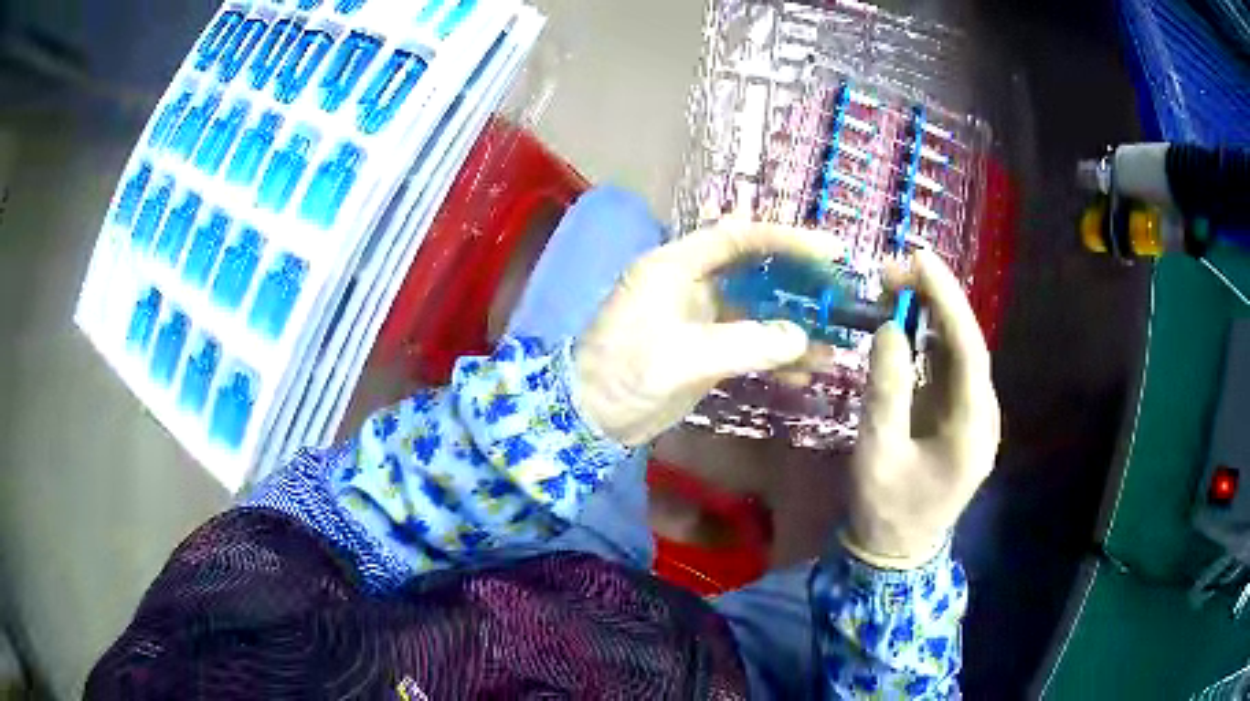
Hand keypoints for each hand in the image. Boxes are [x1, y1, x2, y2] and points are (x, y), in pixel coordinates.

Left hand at [574, 220, 843, 445]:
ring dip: (793, 325)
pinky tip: (805, 371)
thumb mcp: (684, 357)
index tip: (829, 251)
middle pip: (755, 270)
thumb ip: (746, 344)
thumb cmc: (625, 374)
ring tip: (832, 342)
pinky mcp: (706, 349)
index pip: (738, 238)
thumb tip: (801, 338)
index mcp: (675, 266)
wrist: (590, 418)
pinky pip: (751, 343)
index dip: (786, 240)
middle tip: (839, 296)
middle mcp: (691, 283)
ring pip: (758, 310)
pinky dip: (777, 354)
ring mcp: (701, 318)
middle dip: (798, 283)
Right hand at [843, 248, 1000, 568]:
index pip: (968, 351)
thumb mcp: (877, 454)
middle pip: (967, 344)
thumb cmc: (886, 510)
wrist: (897, 552)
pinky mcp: (959, 416)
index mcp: (972, 429)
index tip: (919, 260)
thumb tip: (890, 330)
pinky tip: (907, 320)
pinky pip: (948, 367)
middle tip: (893, 271)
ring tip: (895, 285)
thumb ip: (886, 392)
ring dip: (931, 315)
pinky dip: (928, 338)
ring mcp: (974, 416)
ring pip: (959, 351)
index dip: (947, 301)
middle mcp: (983, 415)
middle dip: (936, 300)